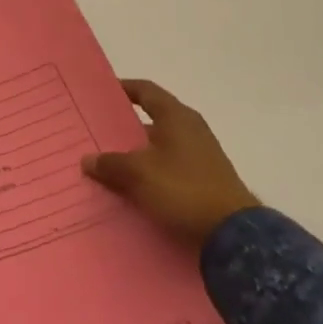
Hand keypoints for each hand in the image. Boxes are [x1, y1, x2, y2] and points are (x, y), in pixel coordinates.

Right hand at [81, 80, 260, 247]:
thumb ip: (110, 163)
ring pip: (159, 145)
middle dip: (123, 126)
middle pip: (151, 119)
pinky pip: (168, 166)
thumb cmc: (183, 189)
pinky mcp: (204, 179)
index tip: (100, 93)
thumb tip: (88, 160)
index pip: (146, 90)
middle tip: (96, 132)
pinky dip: (150, 170)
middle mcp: (190, 129)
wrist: (234, 235)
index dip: (123, 88)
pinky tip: (132, 185)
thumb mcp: (138, 174)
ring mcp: (200, 155)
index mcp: (176, 117)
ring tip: (108, 162)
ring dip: (136, 152)